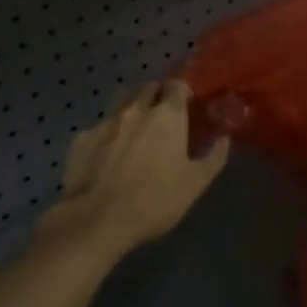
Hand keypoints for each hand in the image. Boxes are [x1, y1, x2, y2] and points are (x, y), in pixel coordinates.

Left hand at [42, 80, 229, 261]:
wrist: (97, 220)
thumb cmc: (155, 200)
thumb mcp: (195, 184)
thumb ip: (213, 157)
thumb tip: (224, 139)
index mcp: (168, 115)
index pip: (178, 85)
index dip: (183, 92)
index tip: (188, 106)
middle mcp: (136, 109)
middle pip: (148, 87)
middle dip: (157, 95)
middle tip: (163, 117)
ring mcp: (106, 121)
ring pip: (121, 101)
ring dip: (131, 107)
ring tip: (135, 129)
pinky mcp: (81, 138)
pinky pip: (99, 126)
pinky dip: (107, 133)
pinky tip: (107, 152)